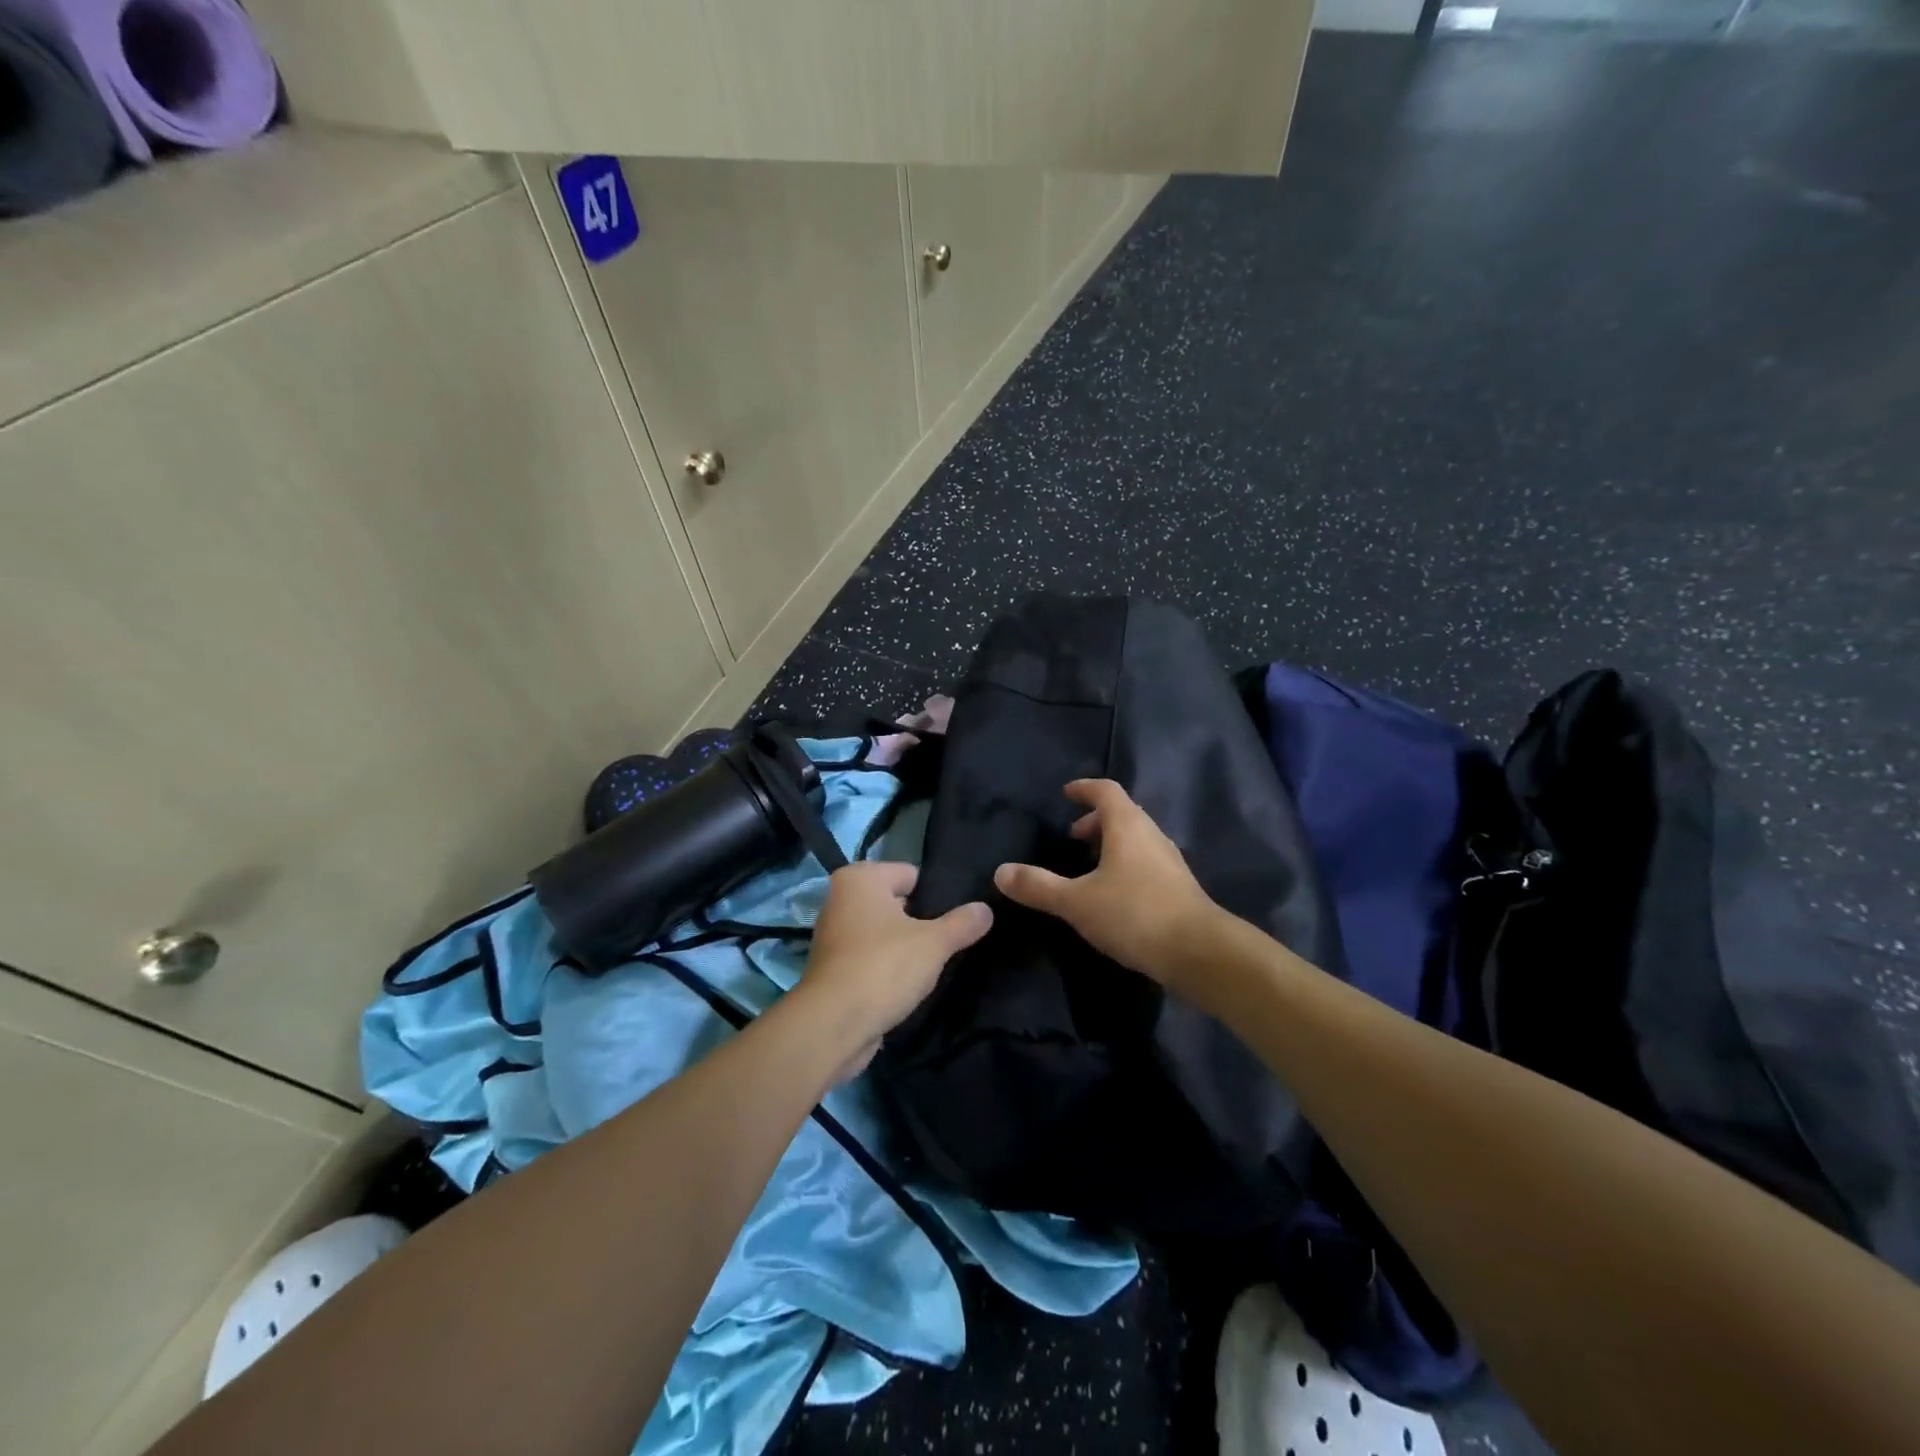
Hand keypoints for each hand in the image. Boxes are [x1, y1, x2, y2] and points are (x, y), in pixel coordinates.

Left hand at [800, 861, 991, 1064]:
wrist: (833, 1026)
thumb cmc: (884, 967)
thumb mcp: (934, 943)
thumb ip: (963, 923)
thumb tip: (986, 909)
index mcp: (860, 878)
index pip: (911, 874)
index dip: (937, 895)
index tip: (959, 916)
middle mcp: (840, 898)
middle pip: (897, 902)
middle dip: (922, 921)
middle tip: (951, 941)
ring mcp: (833, 935)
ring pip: (884, 932)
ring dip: (905, 946)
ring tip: (935, 964)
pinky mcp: (833, 968)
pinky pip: (871, 957)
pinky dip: (888, 967)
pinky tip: (910, 983)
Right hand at [993, 779, 1221, 991]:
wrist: (1199, 952)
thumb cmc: (1134, 914)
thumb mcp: (1076, 902)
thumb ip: (1038, 886)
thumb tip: (1000, 872)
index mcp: (1127, 826)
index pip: (1106, 791)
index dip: (1084, 789)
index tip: (1066, 793)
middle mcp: (1151, 835)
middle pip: (1123, 814)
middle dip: (1095, 821)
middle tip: (1072, 836)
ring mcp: (1169, 861)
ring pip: (1136, 839)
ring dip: (1112, 844)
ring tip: (1089, 866)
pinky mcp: (1179, 887)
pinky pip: (1146, 861)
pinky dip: (1126, 864)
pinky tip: (1114, 894)